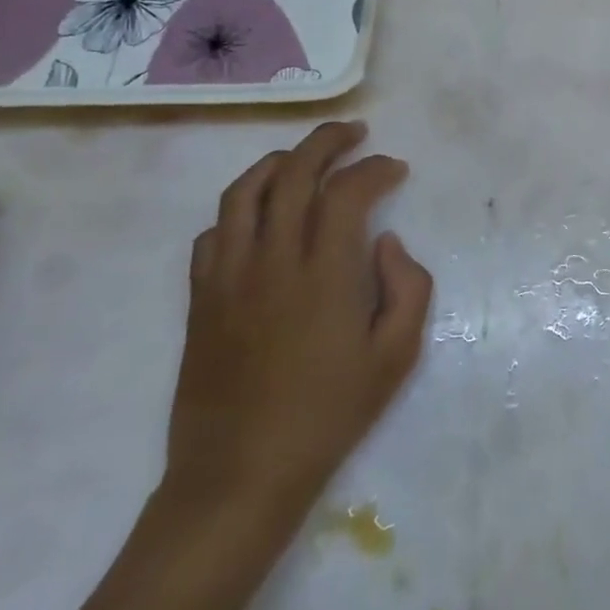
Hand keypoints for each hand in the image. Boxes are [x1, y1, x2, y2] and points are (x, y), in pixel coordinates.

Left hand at [164, 121, 432, 525]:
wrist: (240, 476)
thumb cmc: (329, 414)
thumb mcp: (397, 355)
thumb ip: (408, 286)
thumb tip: (385, 241)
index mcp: (325, 274)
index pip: (347, 192)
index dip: (375, 168)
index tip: (395, 168)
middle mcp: (272, 261)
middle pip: (293, 174)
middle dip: (326, 141)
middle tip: (354, 133)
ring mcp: (229, 278)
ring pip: (244, 192)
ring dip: (278, 162)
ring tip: (305, 157)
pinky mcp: (201, 299)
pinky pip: (212, 233)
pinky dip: (239, 208)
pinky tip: (261, 216)